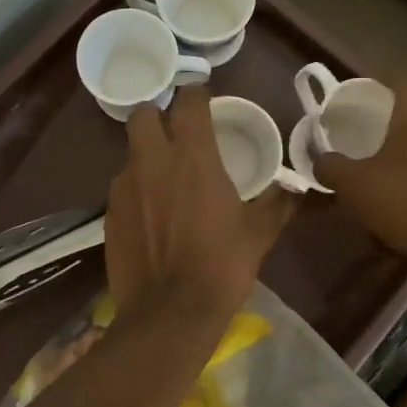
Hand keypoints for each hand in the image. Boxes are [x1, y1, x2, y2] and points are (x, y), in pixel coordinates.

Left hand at [105, 87, 294, 320]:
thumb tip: (298, 188)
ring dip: (146, 157)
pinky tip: (150, 216)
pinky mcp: (109, 215)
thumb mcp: (259, 233)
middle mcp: (152, 161)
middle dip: (157, 116)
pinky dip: (136, 192)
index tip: (203, 97)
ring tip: (164, 181)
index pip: (189, 102)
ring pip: (130, 153)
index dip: (196, 93)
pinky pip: (122, 189)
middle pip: (143, 114)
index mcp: (193, 157)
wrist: (170, 313)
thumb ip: (278, 203)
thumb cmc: (222, 266)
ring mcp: (124, 187)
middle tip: (174, 133)